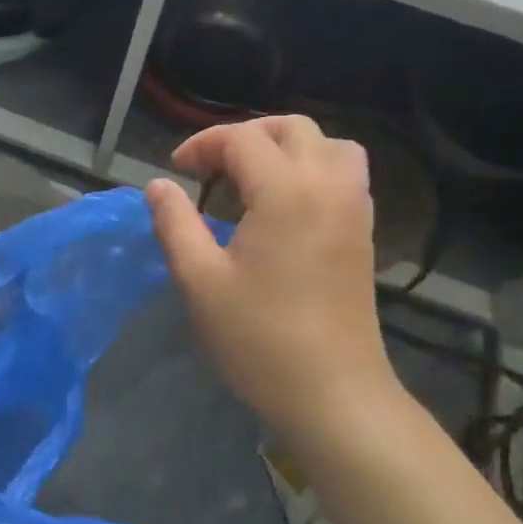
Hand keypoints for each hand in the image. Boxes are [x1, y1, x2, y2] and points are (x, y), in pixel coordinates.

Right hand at [146, 116, 399, 445]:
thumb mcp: (200, 280)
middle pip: (292, 128)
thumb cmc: (259, 339)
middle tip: (212, 168)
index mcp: (285, 191)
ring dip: (287, 147)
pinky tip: (286, 204)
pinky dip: (314, 168)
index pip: (241, 139)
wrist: (334, 395)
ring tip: (253, 178)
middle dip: (246, 136)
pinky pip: (345, 174)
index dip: (202, 145)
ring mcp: (354, 209)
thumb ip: (175, 223)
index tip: (176, 172)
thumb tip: (158, 185)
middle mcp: (327, 186)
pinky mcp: (364, 233)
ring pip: (329, 145)